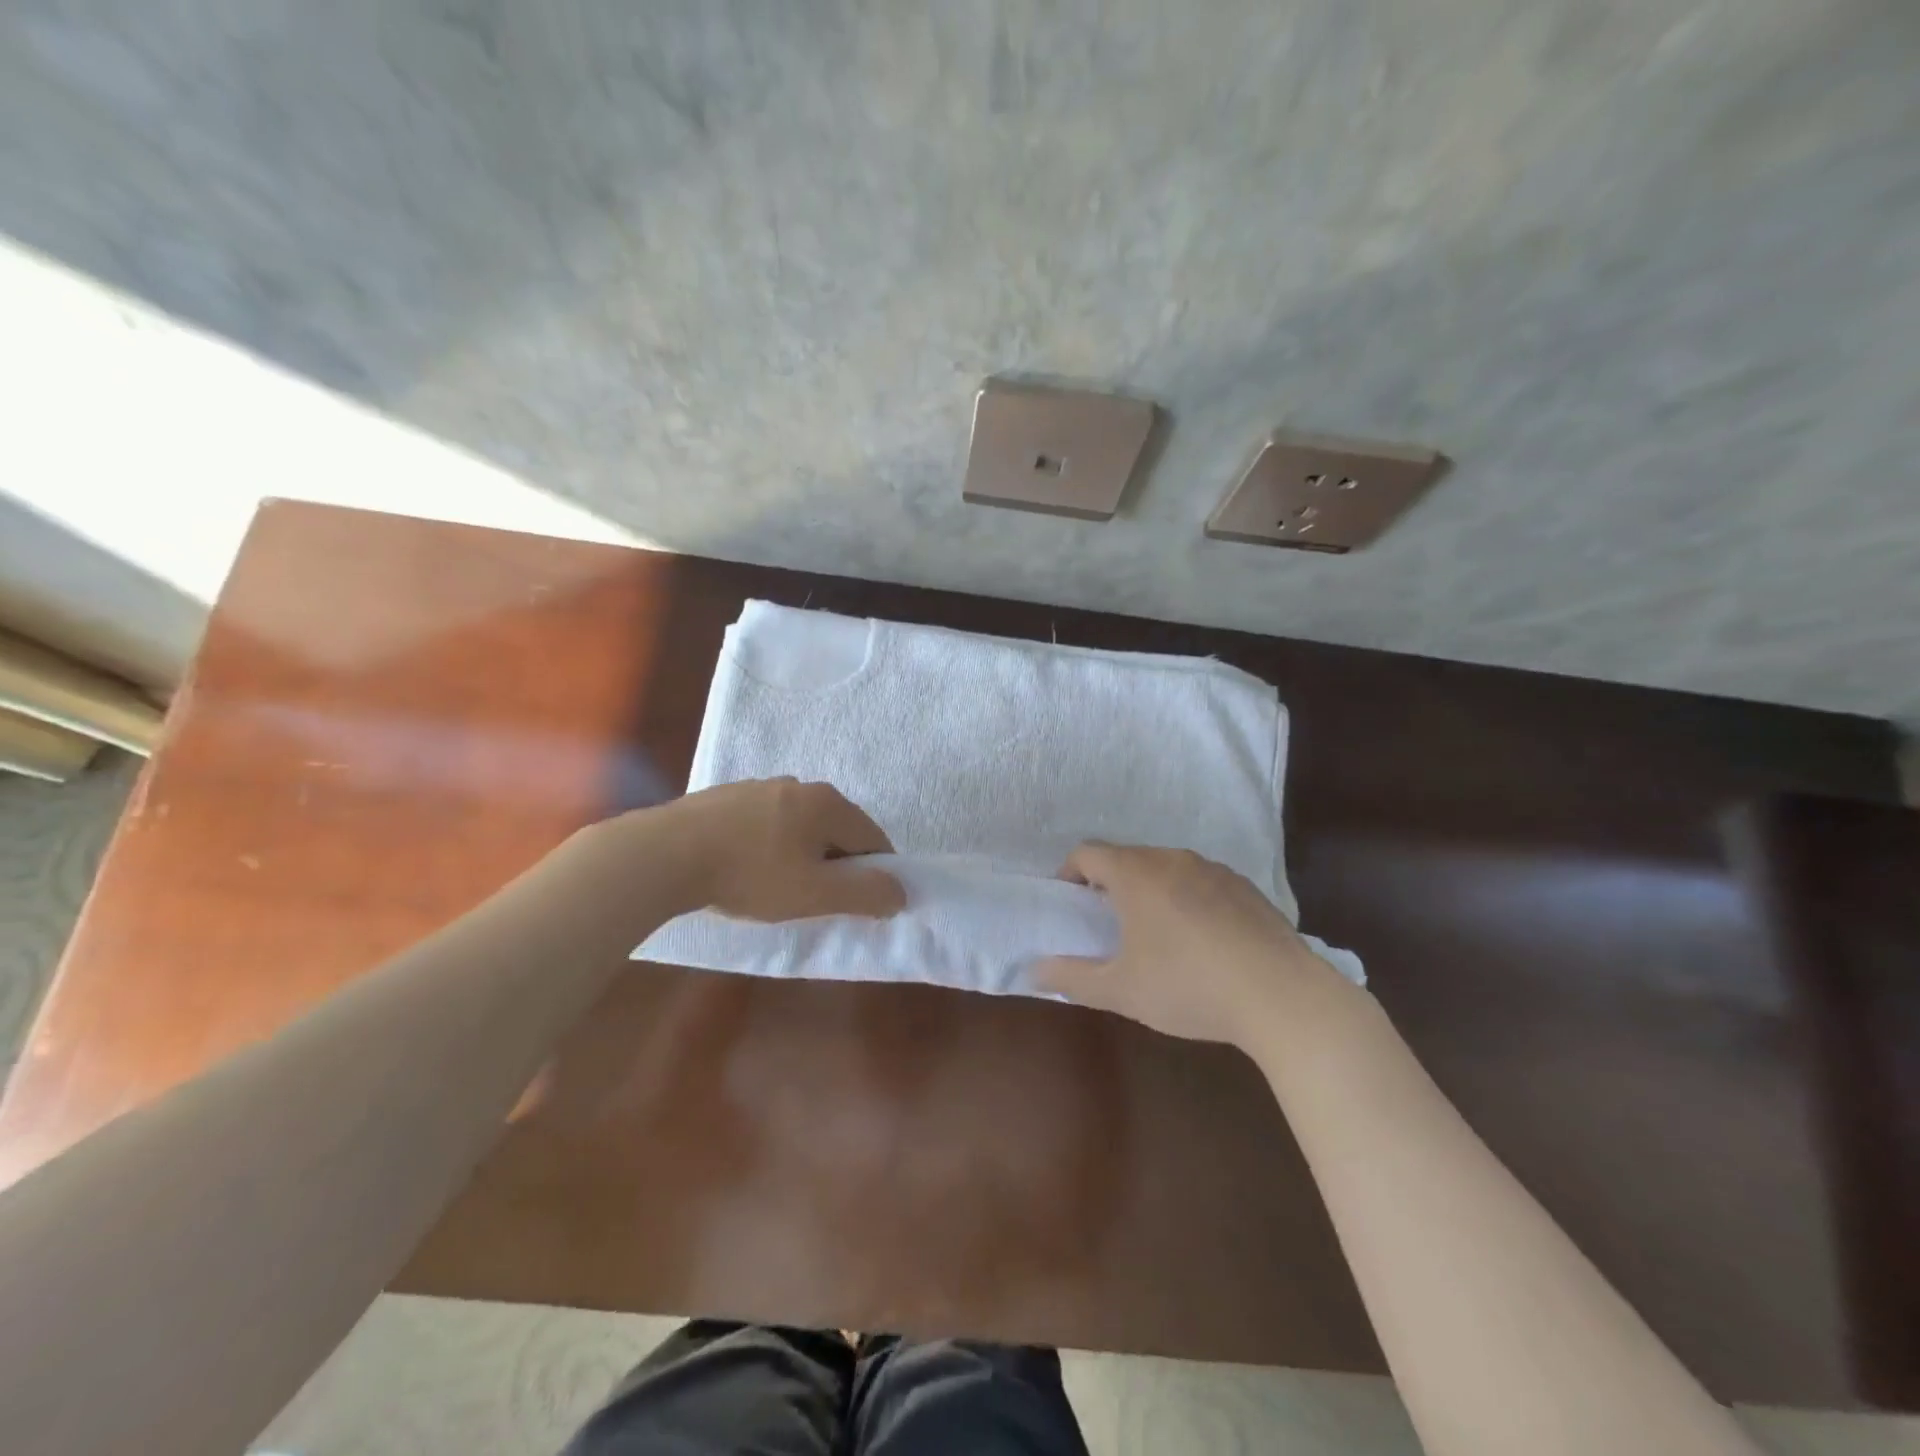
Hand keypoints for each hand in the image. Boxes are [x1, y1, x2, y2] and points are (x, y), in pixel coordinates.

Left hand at [657, 777, 904, 921]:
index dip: (875, 872)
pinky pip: (765, 821)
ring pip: (799, 824)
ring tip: (777, 886)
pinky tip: (746, 867)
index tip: (859, 902)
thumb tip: (901, 892)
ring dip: (801, 853)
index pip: (872, 838)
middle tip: (817, 898)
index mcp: (827, 803)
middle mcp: (799, 784)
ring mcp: (759, 785)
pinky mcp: (726, 796)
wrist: (664, 854)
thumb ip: (865, 894)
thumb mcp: (815, 894)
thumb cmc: (751, 874)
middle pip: (835, 828)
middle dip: (836, 863)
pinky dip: (769, 844)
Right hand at [1034, 843, 1357, 1046]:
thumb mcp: (1121, 991)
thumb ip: (1071, 978)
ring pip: (1166, 868)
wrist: (1282, 996)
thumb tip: (1034, 971)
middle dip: (1110, 884)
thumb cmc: (1188, 987)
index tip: (1071, 905)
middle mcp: (1172, 858)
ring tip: (1157, 936)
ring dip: (1151, 891)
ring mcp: (1214, 869)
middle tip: (1110, 926)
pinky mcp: (1246, 887)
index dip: (1070, 873)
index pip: (1087, 852)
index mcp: (1136, 874)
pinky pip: (1201, 882)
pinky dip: (1188, 900)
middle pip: (1127, 858)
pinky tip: (1203, 943)